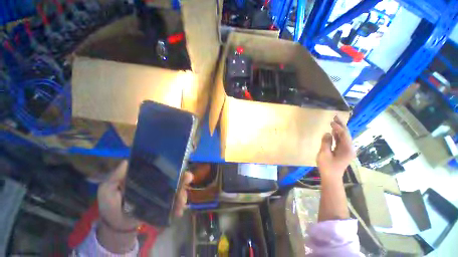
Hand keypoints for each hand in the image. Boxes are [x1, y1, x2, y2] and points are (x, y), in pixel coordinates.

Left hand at [96, 160, 192, 252]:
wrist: (116, 224)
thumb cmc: (111, 204)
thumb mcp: (107, 189)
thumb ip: (114, 177)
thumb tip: (126, 161)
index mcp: (147, 177)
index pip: (162, 169)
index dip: (171, 165)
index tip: (179, 164)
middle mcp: (157, 184)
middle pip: (173, 179)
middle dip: (183, 178)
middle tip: (188, 178)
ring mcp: (161, 195)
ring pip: (176, 191)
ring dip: (182, 193)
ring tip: (182, 200)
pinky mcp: (163, 207)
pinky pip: (173, 205)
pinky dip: (178, 207)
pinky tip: (180, 211)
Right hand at [316, 116, 354, 181]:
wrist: (331, 178)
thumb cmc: (327, 167)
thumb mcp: (324, 154)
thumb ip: (326, 142)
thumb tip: (327, 133)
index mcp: (347, 149)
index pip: (344, 135)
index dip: (338, 127)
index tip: (331, 122)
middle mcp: (350, 148)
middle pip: (346, 134)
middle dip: (341, 125)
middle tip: (335, 117)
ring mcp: (347, 150)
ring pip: (344, 137)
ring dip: (339, 129)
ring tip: (334, 121)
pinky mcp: (343, 152)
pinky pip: (341, 141)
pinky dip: (337, 135)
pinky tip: (333, 131)